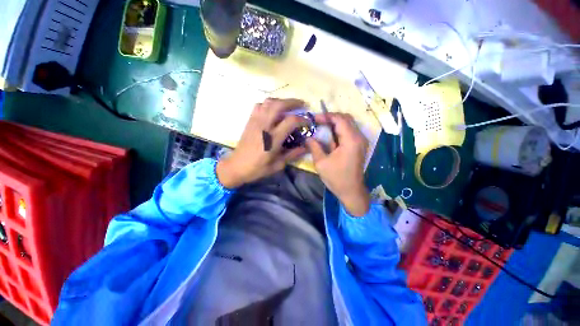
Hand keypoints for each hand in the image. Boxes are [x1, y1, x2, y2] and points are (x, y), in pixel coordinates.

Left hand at [216, 98, 308, 188]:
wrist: (236, 167)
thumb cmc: (258, 168)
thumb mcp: (278, 165)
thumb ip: (293, 154)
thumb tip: (306, 147)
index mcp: (273, 138)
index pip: (291, 121)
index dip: (302, 119)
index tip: (308, 122)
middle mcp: (264, 126)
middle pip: (279, 105)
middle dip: (293, 102)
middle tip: (302, 104)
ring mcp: (255, 122)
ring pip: (268, 102)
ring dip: (281, 101)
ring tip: (288, 106)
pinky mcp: (249, 121)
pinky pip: (259, 106)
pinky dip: (268, 104)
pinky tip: (273, 110)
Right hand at [306, 113, 370, 216]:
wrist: (351, 191)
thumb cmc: (336, 178)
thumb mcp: (321, 162)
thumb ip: (314, 147)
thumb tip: (307, 137)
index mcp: (351, 140)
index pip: (339, 119)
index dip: (326, 116)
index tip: (314, 119)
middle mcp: (359, 137)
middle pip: (346, 118)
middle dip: (331, 117)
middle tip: (317, 121)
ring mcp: (361, 141)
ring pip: (348, 123)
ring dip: (335, 123)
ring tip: (321, 126)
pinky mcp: (359, 145)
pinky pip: (350, 131)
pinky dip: (339, 129)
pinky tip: (330, 134)